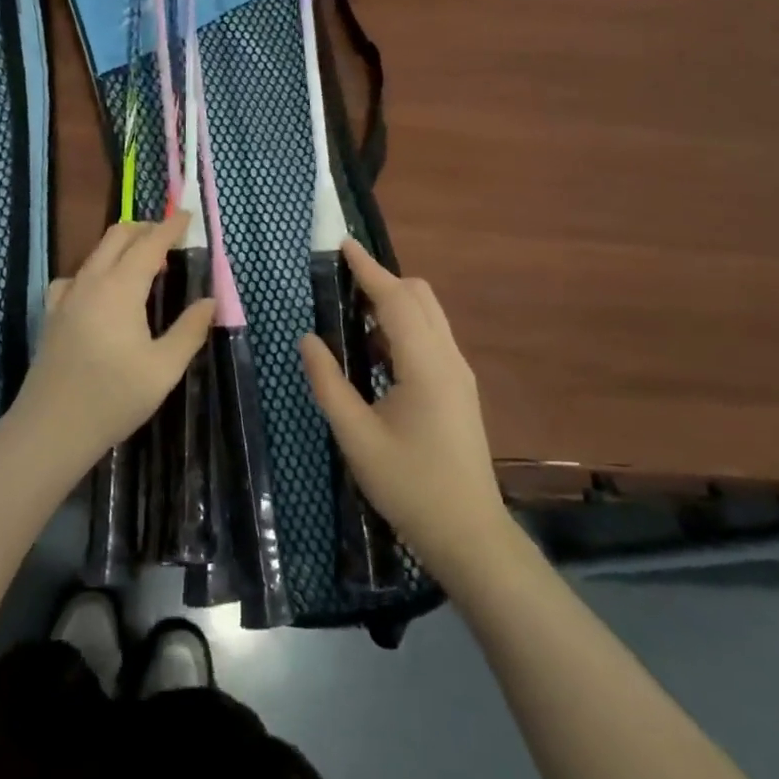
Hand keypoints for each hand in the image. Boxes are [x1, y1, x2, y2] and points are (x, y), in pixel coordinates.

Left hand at [13, 213, 214, 475]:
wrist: (52, 428)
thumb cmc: (114, 398)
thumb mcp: (164, 368)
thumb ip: (190, 330)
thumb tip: (209, 302)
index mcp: (120, 288)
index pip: (149, 243)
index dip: (170, 227)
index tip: (188, 217)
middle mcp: (91, 281)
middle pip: (117, 236)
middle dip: (145, 229)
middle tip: (170, 240)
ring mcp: (66, 296)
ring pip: (95, 253)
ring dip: (121, 248)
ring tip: (144, 267)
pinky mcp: (53, 314)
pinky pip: (76, 276)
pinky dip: (96, 270)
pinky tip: (101, 293)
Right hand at [301, 240, 509, 585]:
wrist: (469, 534)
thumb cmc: (410, 486)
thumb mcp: (357, 437)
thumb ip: (329, 384)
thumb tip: (308, 339)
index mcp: (425, 364)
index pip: (396, 299)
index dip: (368, 269)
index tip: (343, 245)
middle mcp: (448, 358)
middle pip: (420, 296)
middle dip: (383, 280)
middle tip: (342, 283)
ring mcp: (459, 373)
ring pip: (429, 316)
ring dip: (394, 303)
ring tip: (353, 312)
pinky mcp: (460, 389)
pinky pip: (431, 338)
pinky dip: (404, 327)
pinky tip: (376, 350)